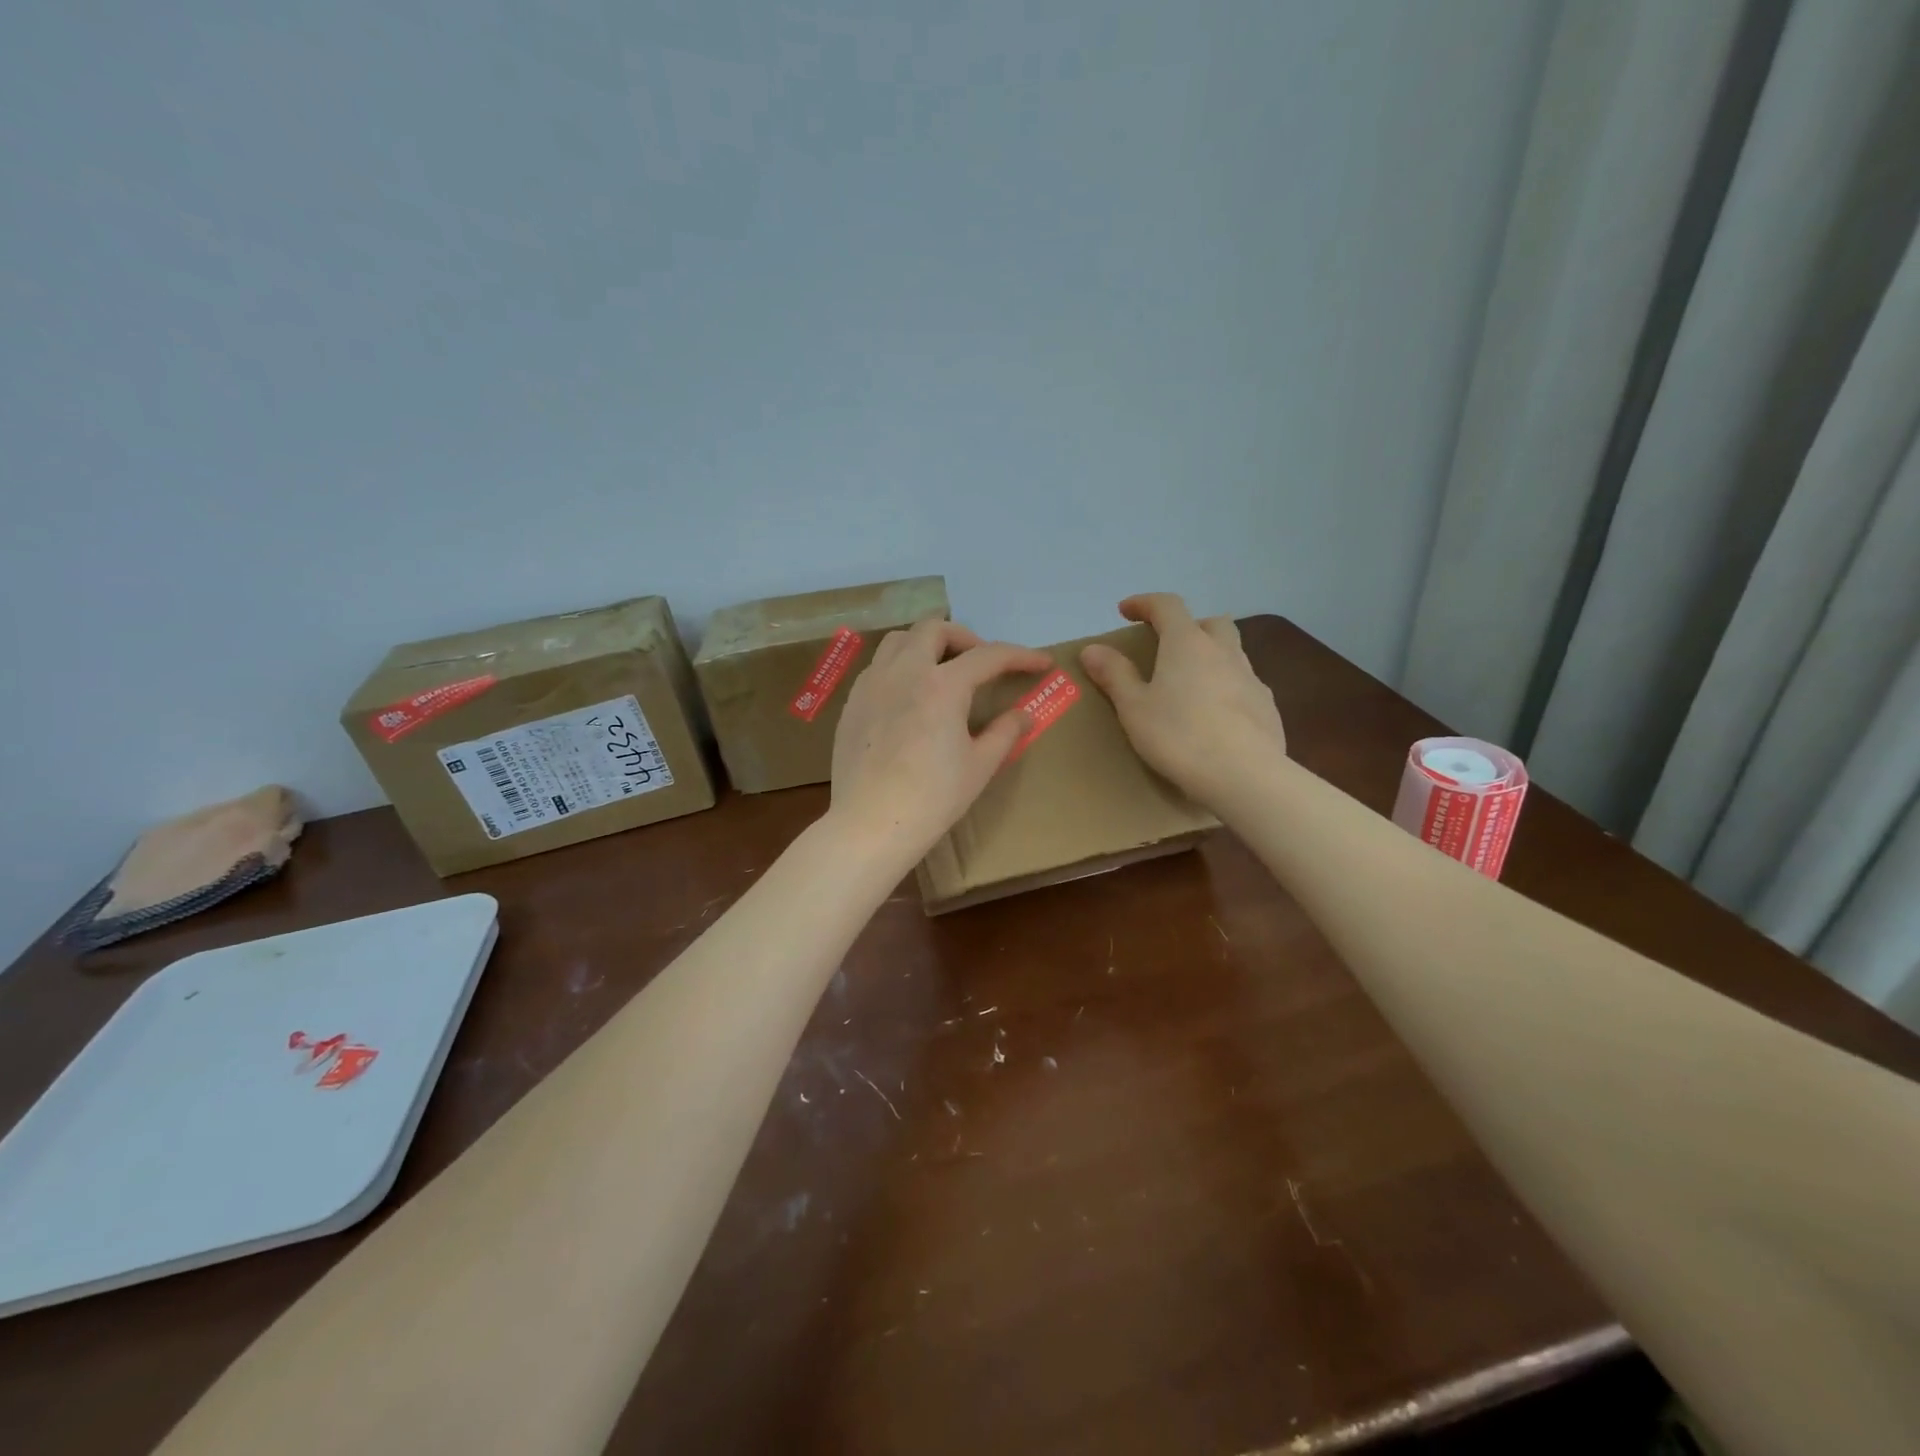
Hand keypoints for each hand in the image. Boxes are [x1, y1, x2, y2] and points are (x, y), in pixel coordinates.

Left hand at [828, 619, 1051, 865]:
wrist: (871, 824)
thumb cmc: (932, 798)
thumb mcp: (980, 766)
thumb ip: (1005, 732)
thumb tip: (1024, 714)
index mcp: (942, 685)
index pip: (988, 656)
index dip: (1020, 656)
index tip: (1042, 663)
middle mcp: (904, 671)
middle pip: (935, 629)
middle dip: (966, 638)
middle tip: (981, 663)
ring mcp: (872, 684)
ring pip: (900, 640)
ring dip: (926, 644)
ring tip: (941, 670)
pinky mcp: (852, 703)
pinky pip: (878, 666)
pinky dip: (900, 666)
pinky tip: (909, 696)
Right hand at [1080, 593, 1285, 809]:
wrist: (1244, 775)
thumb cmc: (1179, 737)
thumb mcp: (1134, 708)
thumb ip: (1114, 675)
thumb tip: (1092, 648)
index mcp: (1187, 644)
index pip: (1167, 605)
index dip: (1144, 603)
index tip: (1126, 610)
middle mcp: (1223, 651)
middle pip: (1209, 622)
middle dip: (1187, 626)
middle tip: (1167, 646)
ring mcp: (1251, 677)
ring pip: (1231, 651)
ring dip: (1210, 655)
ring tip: (1190, 683)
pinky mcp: (1267, 706)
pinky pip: (1243, 683)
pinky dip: (1226, 686)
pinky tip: (1214, 714)